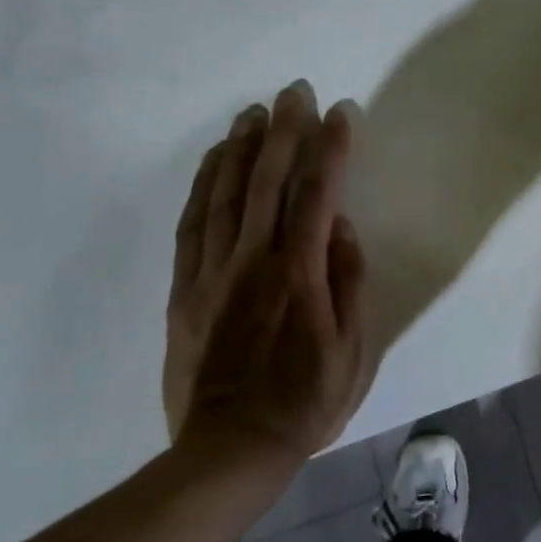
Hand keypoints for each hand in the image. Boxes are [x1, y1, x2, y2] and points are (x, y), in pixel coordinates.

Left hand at [163, 81, 370, 468]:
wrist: (231, 448)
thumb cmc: (306, 401)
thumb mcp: (355, 349)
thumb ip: (350, 283)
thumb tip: (344, 229)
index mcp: (301, 273)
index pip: (319, 194)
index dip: (331, 148)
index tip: (340, 113)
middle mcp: (255, 260)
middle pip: (268, 180)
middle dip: (284, 131)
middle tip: (293, 93)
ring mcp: (213, 272)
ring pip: (224, 194)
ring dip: (240, 147)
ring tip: (253, 113)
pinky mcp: (185, 289)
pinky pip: (192, 224)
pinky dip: (203, 185)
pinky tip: (213, 162)